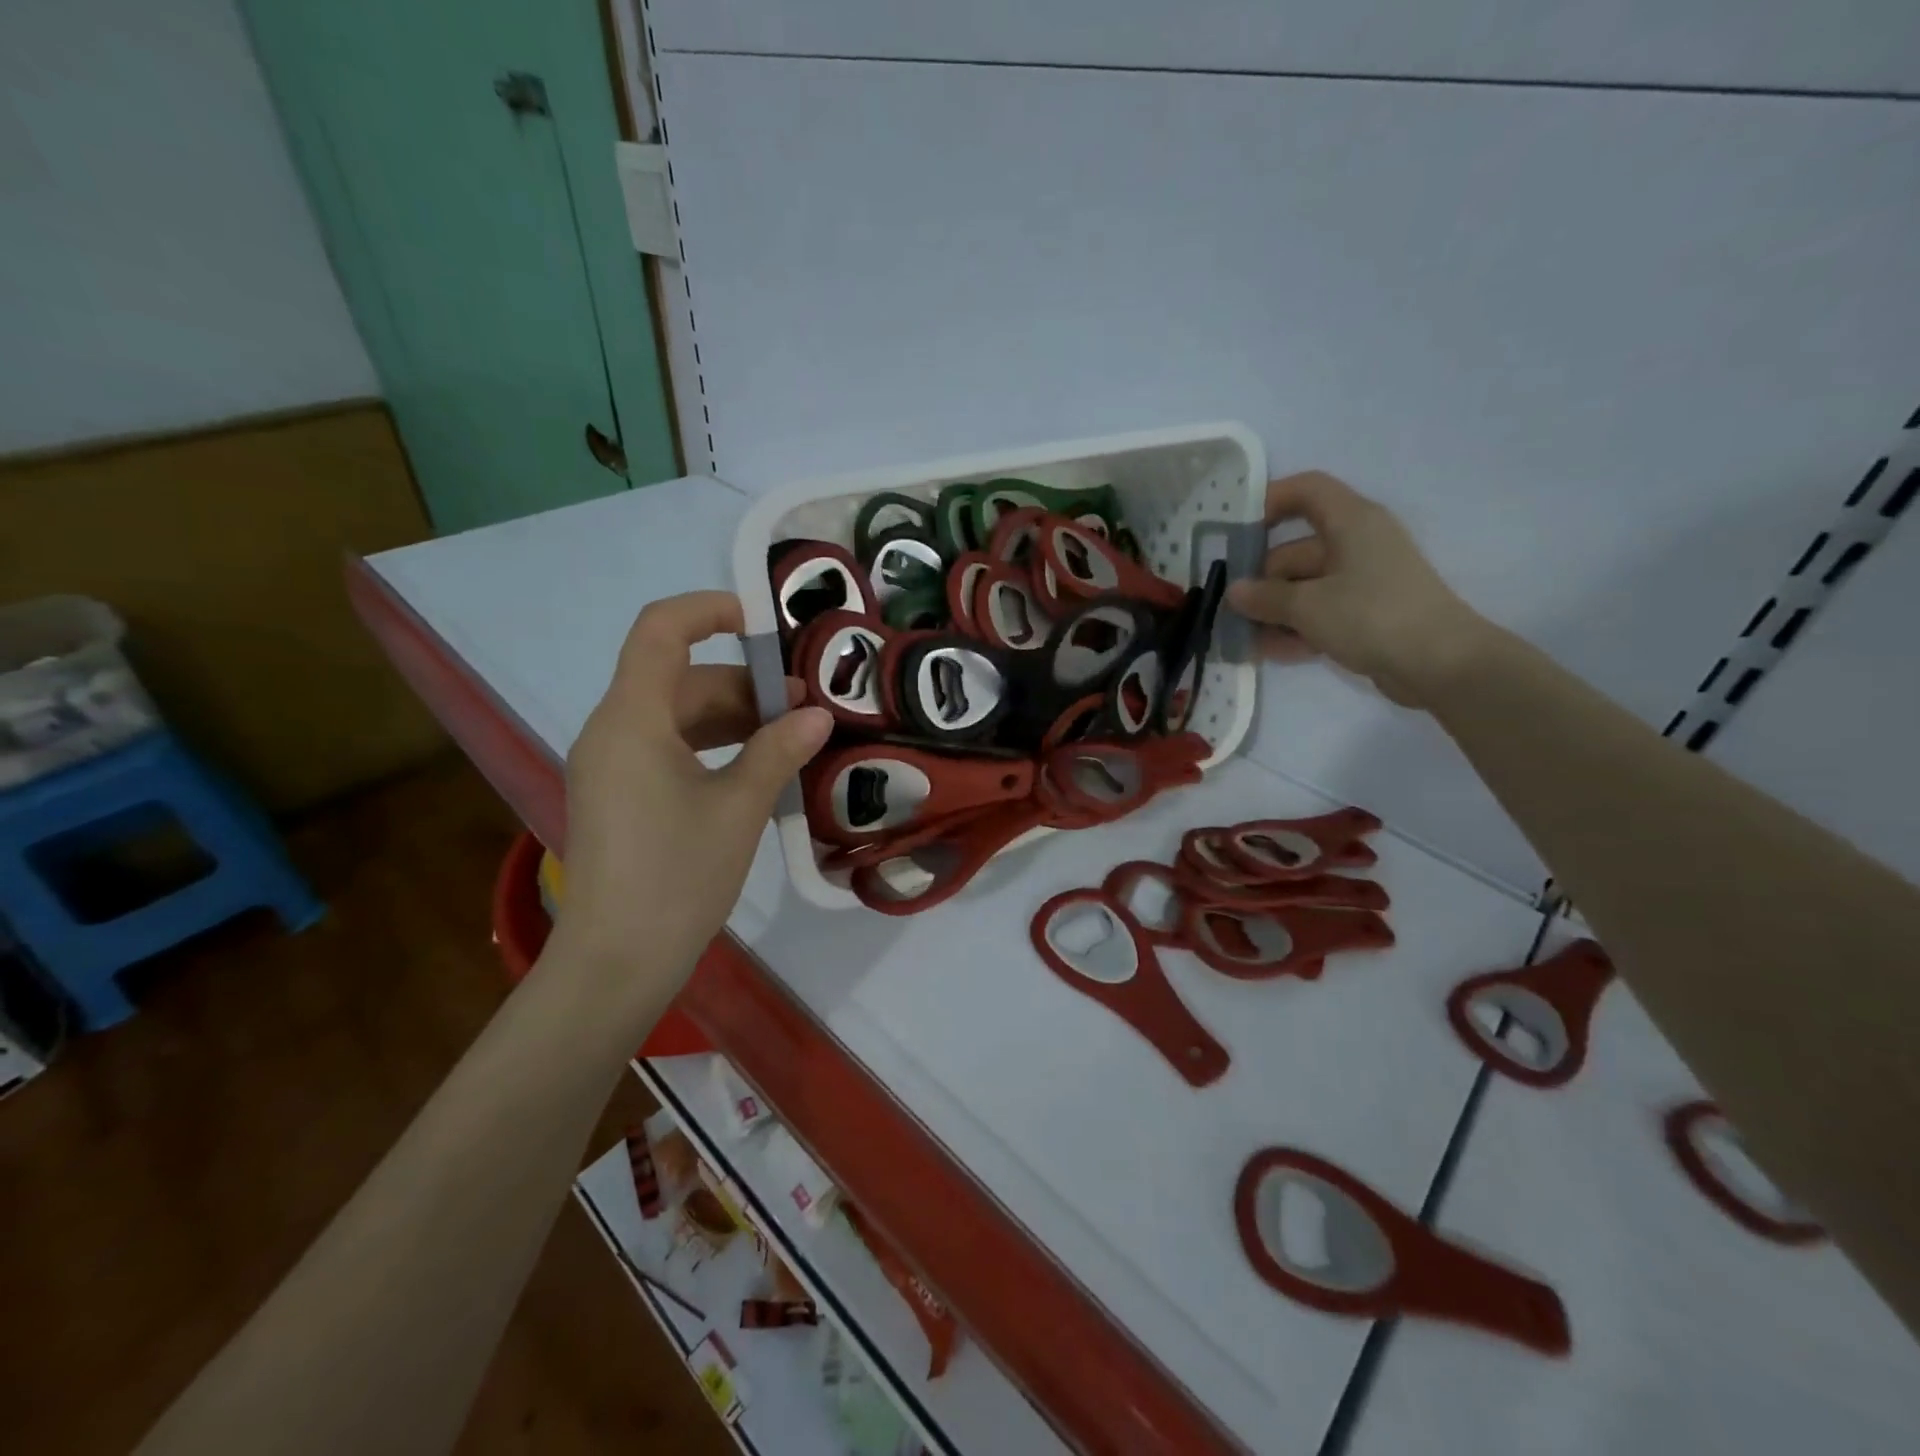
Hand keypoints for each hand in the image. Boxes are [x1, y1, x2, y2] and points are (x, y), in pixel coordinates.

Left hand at [552, 591, 830, 987]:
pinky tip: (755, 767)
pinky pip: (668, 747)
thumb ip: (778, 751)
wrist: (616, 962)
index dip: (710, 610)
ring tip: (790, 737)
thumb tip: (817, 715)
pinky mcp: (620, 795)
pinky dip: (713, 746)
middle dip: (744, 684)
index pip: (660, 630)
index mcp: (632, 719)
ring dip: (733, 717)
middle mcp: (613, 730)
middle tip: (804, 708)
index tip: (765, 625)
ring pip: (677, 715)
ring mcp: (612, 765)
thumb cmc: (677, 876)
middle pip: (679, 678)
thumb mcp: (739, 808)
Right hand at [1225, 471, 1488, 706]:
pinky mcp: (1366, 614)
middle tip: (1226, 606)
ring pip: (1303, 587)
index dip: (1269, 500)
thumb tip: (1234, 592)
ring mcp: (1362, 581)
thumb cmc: (1372, 616)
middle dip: (1260, 579)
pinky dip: (1295, 628)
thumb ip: (1265, 597)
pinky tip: (1269, 652)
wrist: (1440, 664)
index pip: (1307, 490)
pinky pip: (1319, 613)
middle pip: (1295, 549)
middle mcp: (1356, 544)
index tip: (1235, 530)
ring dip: (1272, 611)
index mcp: (1350, 522)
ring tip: (1239, 637)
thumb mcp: (1307, 606)